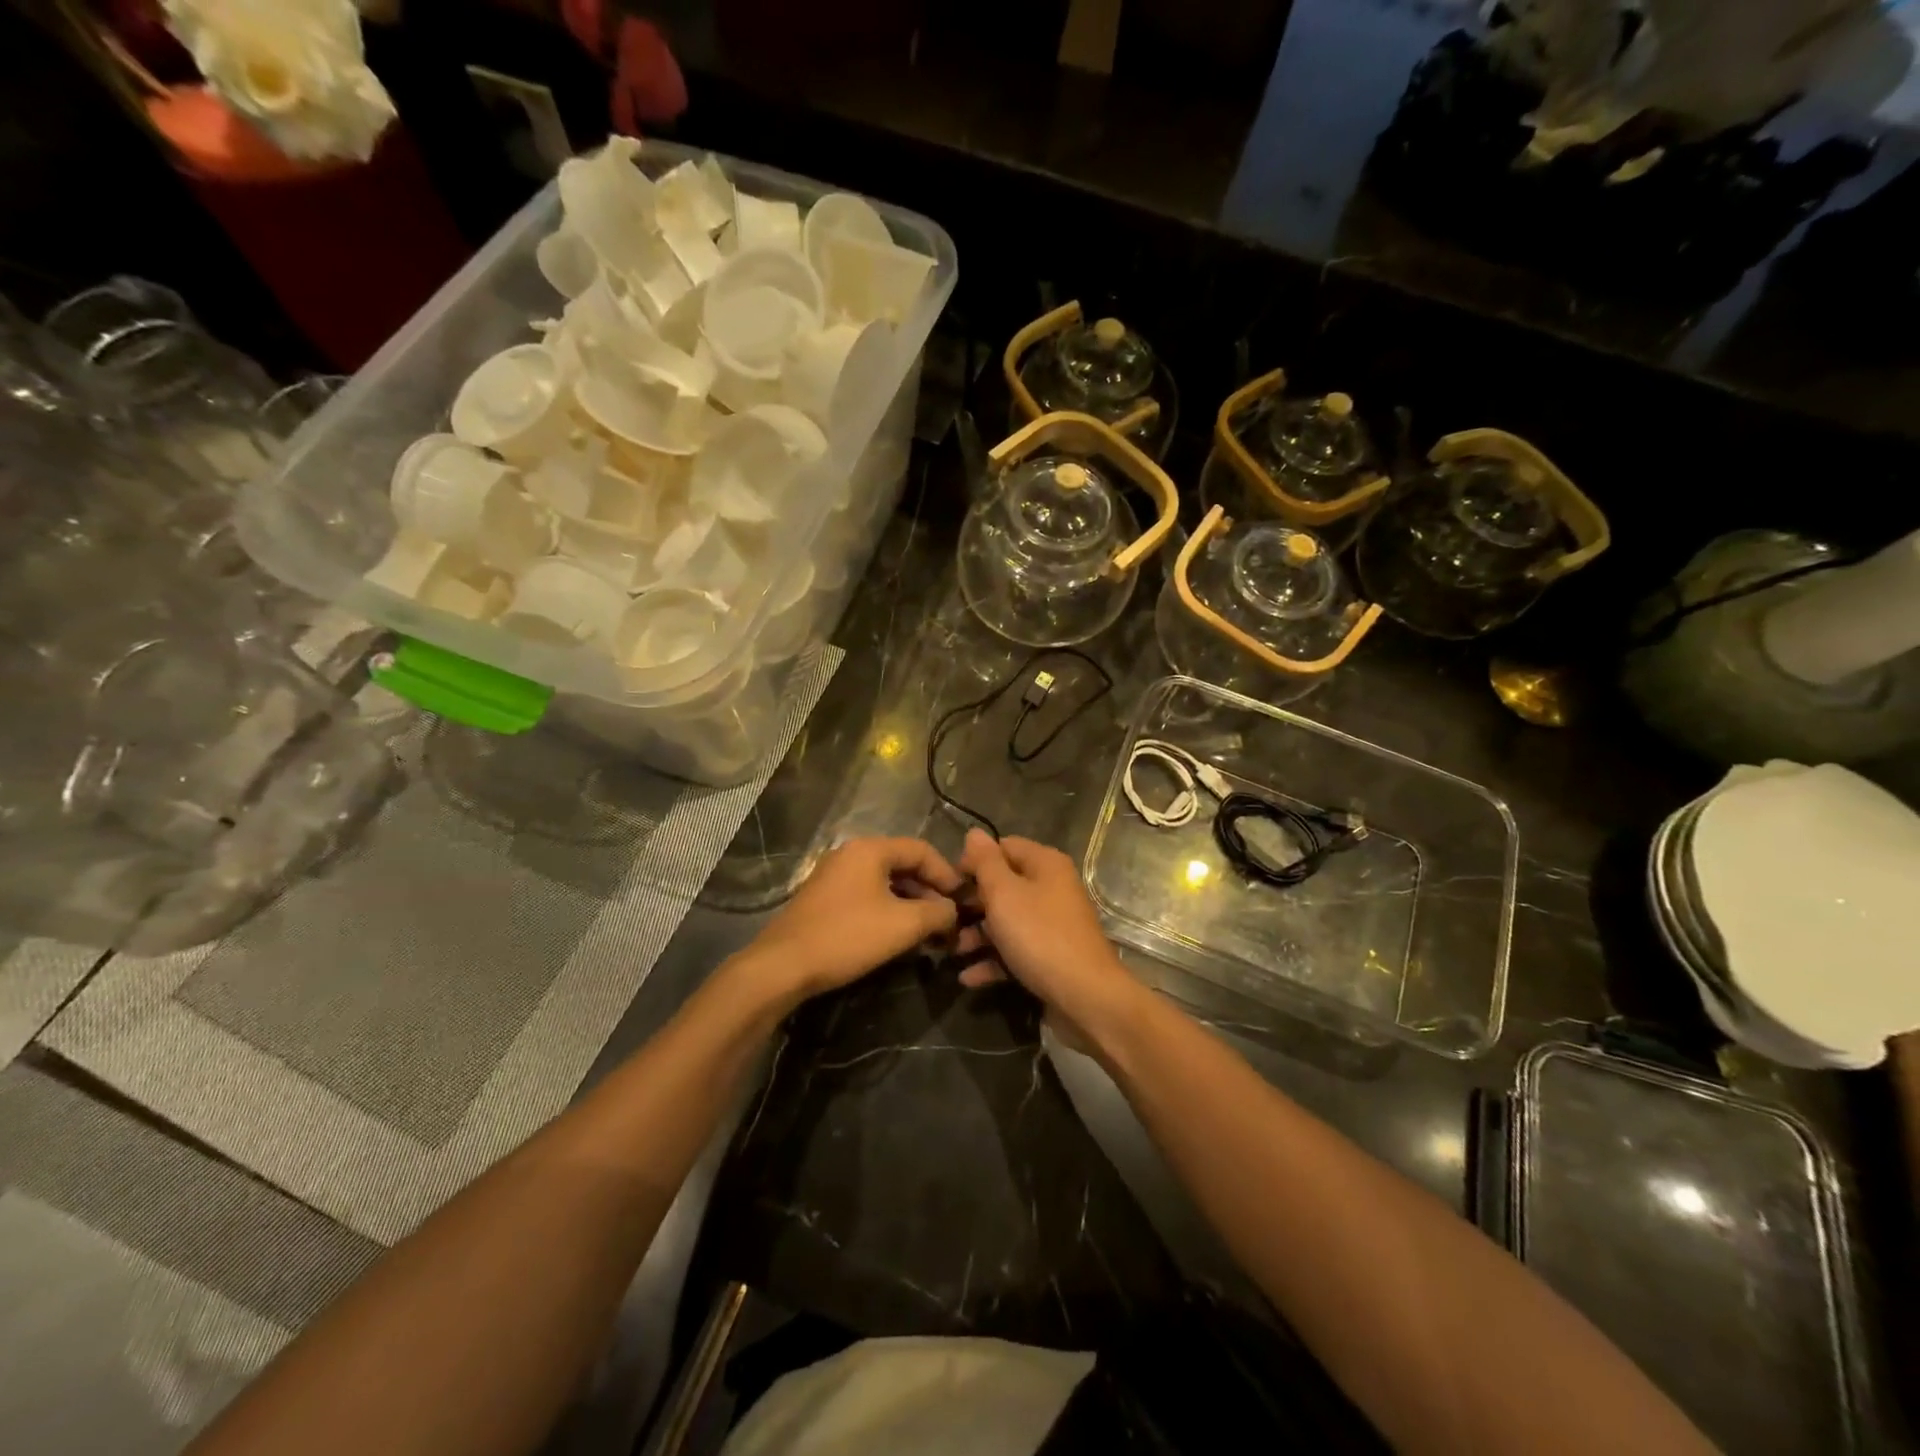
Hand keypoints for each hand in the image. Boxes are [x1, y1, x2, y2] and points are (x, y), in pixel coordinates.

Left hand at [744, 837, 965, 1002]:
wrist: (783, 965)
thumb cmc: (848, 936)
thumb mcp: (904, 925)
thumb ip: (938, 913)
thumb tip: (954, 912)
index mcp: (870, 849)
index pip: (922, 850)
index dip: (948, 875)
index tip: (964, 901)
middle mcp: (851, 854)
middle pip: (903, 865)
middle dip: (930, 893)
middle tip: (949, 921)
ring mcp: (834, 876)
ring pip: (885, 883)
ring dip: (911, 905)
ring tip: (929, 933)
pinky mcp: (824, 900)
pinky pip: (867, 896)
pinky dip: (889, 911)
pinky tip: (899, 937)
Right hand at [957, 830, 1135, 1031]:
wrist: (1085, 997)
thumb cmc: (1039, 935)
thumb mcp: (1004, 893)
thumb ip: (985, 862)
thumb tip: (974, 833)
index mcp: (1045, 864)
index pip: (1003, 847)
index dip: (974, 861)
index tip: (950, 883)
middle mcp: (1052, 889)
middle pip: (1004, 886)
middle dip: (972, 903)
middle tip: (945, 918)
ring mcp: (1053, 924)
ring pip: (1007, 921)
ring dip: (978, 935)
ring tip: (952, 951)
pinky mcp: (1051, 956)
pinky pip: (1016, 950)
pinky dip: (993, 961)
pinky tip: (968, 977)